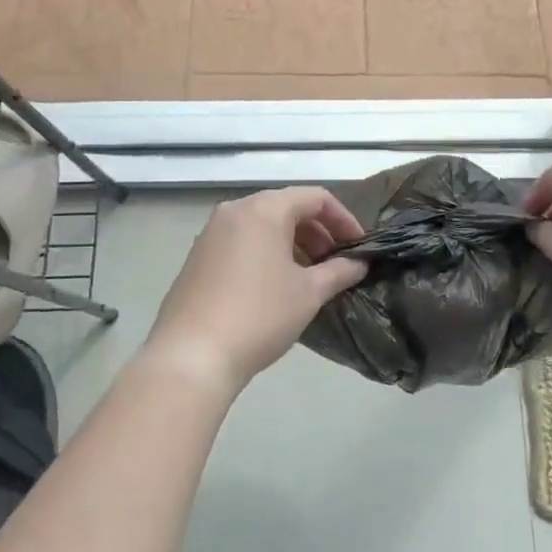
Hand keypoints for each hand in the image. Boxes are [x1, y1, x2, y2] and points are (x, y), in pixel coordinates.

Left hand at [146, 187, 368, 394]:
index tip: (359, 247)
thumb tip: (359, 264)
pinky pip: (241, 242)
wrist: (192, 355)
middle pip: (286, 207)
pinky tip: (275, 286)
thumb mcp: (308, 293)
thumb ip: (339, 272)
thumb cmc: (259, 315)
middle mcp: (235, 210)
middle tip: (336, 263)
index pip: (315, 197)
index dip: (344, 218)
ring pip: (262, 225)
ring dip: (292, 243)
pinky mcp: (197, 256)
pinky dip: (265, 253)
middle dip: (317, 232)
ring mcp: (211, 232)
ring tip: (309, 277)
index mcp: (264, 208)